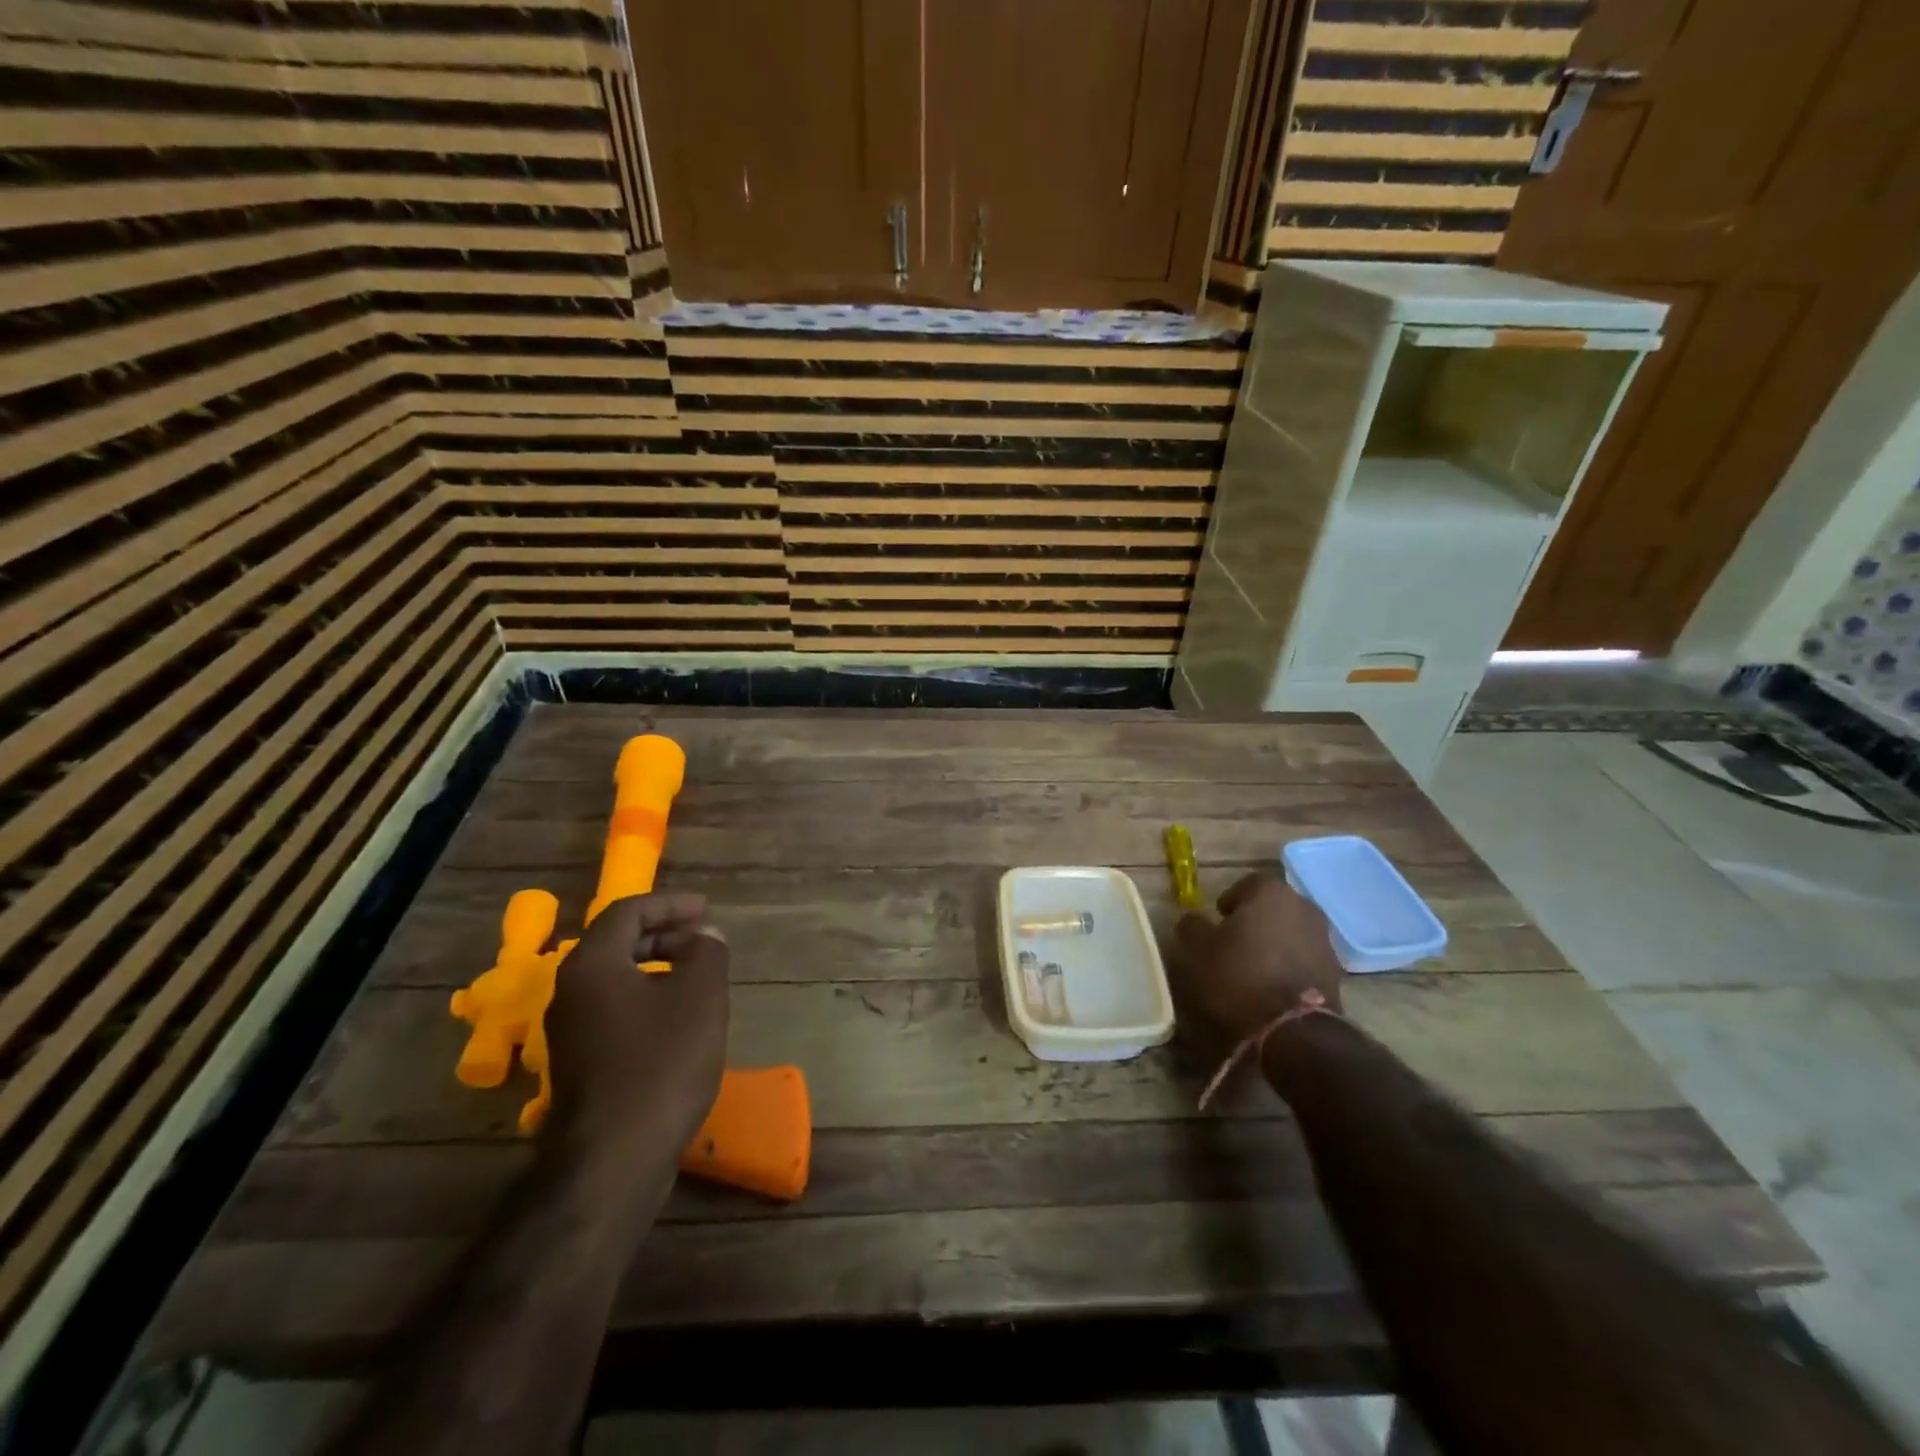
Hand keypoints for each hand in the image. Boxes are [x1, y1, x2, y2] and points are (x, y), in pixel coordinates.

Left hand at [543, 891, 728, 1157]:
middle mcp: (571, 991)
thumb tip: (704, 937)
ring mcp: (571, 1031)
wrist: (614, 1159)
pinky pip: (615, 1010)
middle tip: (703, 939)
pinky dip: (648, 998)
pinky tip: (679, 1020)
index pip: (627, 912)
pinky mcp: (581, 1064)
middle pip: (618, 943)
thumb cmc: (661, 1062)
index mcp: (592, 965)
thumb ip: (707, 953)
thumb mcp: (700, 996)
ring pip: (616, 979)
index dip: (669, 904)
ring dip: (658, 967)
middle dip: (664, 934)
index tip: (705, 910)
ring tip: (698, 976)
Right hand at [1173, 872, 1343, 1040]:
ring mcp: (1324, 940)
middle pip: (1273, 907)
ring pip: (1291, 932)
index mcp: (1271, 892)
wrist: (1294, 1029)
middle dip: (1255, 920)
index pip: (1248, 883)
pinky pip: (1304, 958)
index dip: (1230, 900)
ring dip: (1274, 943)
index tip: (1218, 920)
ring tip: (1253, 967)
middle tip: (1233, 942)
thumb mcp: (1199, 948)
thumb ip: (1193, 925)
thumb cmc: (1239, 975)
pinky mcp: (1335, 972)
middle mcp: (1304, 907)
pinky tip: (1272, 986)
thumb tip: (1193, 919)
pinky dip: (1289, 966)